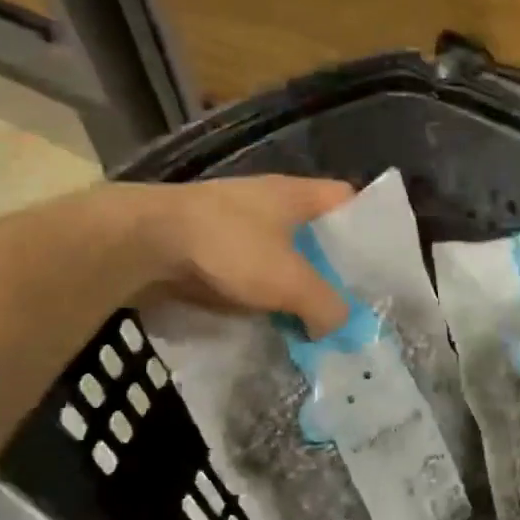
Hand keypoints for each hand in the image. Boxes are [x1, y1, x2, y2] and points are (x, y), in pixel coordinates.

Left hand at [116, 176, 354, 334]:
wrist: (141, 244)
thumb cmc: (229, 247)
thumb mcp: (290, 282)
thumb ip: (325, 305)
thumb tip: (337, 325)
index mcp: (295, 195)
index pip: (346, 198)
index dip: (367, 225)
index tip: (377, 261)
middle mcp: (267, 201)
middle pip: (313, 231)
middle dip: (330, 264)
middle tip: (349, 299)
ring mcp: (233, 221)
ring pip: (279, 254)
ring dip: (292, 282)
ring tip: (312, 316)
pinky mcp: (205, 245)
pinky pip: (247, 270)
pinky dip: (260, 292)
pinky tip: (268, 318)